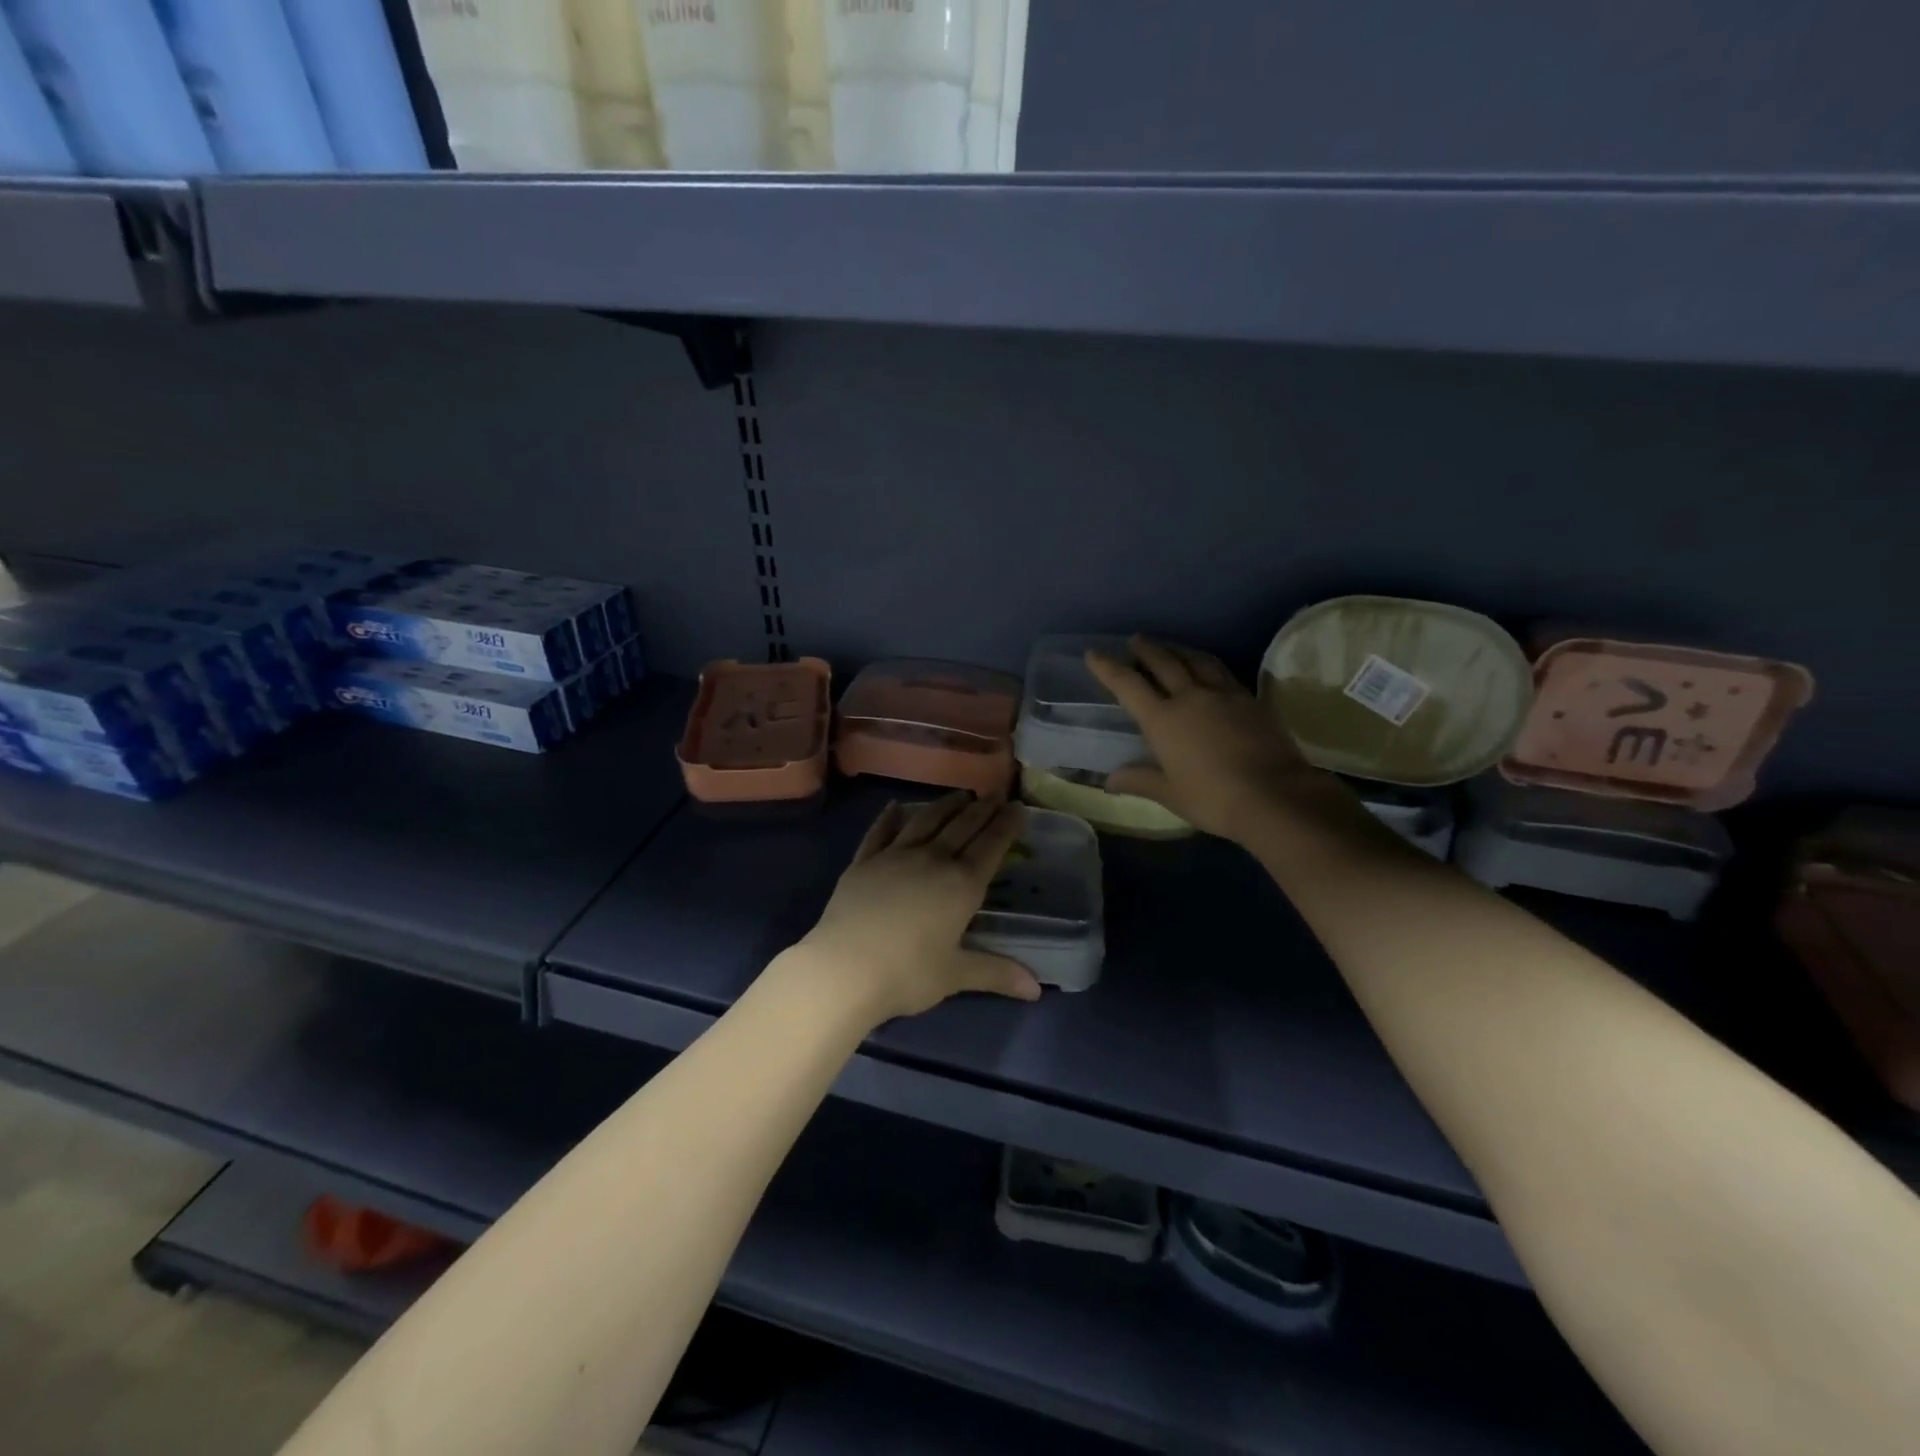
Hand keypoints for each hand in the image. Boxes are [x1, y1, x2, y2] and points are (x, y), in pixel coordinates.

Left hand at [795, 793, 1042, 1023]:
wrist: (844, 969)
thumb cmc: (907, 974)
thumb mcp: (956, 975)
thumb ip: (996, 973)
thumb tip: (1036, 989)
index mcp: (961, 885)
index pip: (991, 846)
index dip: (1006, 826)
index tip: (1018, 807)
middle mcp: (932, 861)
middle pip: (962, 827)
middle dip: (982, 809)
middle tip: (996, 793)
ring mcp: (894, 857)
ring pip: (925, 822)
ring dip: (945, 806)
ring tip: (959, 795)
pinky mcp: (863, 862)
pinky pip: (881, 832)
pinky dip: (890, 817)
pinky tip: (896, 806)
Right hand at [1086, 637, 1325, 843]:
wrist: (1274, 795)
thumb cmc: (1212, 798)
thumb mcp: (1169, 794)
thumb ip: (1139, 780)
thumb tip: (1109, 780)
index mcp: (1162, 719)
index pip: (1128, 685)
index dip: (1108, 668)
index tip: (1094, 653)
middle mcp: (1190, 697)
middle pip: (1164, 662)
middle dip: (1146, 649)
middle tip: (1135, 640)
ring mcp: (1224, 695)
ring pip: (1197, 661)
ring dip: (1179, 650)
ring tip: (1170, 647)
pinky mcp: (1251, 700)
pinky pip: (1224, 672)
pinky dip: (1208, 665)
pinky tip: (1209, 669)